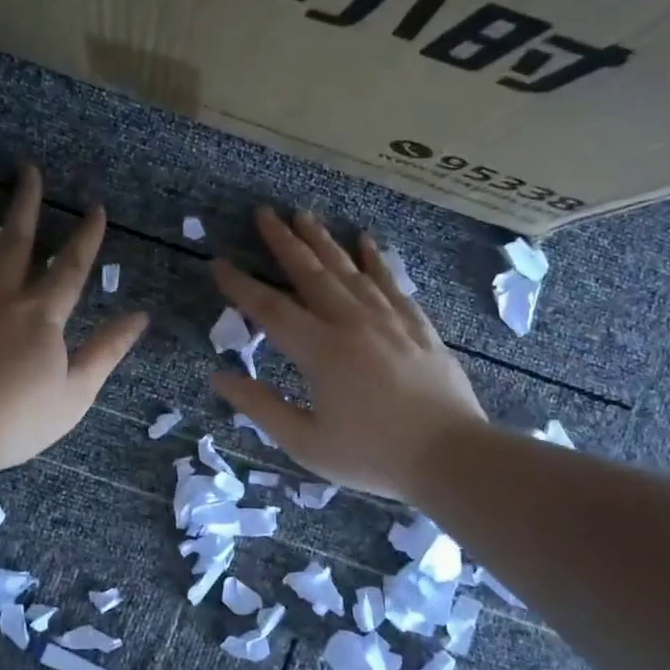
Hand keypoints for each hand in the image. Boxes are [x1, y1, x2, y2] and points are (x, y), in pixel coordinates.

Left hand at [0, 166, 147, 473]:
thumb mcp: (76, 392)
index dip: (85, 238)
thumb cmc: (17, 418)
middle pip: (15, 242)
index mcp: (41, 315)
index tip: (95, 207)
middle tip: (27, 169)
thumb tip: (140, 317)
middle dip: (25, 204)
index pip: (69, 267)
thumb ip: (107, 351)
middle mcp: (0, 297)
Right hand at [210, 208, 485, 501]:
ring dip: (323, 240)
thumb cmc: (372, 456)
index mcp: (320, 351)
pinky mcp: (417, 325)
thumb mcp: (305, 442)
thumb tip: (218, 377)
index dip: (241, 286)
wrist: (452, 457)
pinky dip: (375, 259)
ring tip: (304, 215)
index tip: (219, 264)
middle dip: (284, 242)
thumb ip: (260, 407)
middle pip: (311, 273)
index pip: (270, 309)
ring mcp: (389, 319)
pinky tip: (365, 240)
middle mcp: (352, 323)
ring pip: (349, 269)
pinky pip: (391, 281)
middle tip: (264, 212)